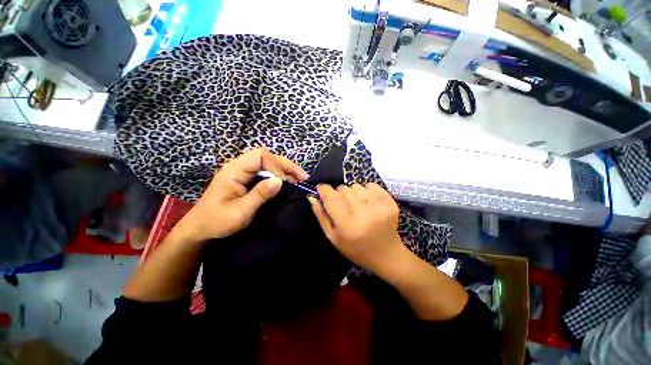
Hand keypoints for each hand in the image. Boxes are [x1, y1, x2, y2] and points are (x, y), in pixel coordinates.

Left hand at [178, 148, 307, 242]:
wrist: (200, 228)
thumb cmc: (217, 221)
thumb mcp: (240, 211)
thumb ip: (260, 195)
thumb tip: (280, 181)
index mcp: (235, 170)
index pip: (261, 155)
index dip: (277, 165)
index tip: (286, 182)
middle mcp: (239, 166)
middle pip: (267, 157)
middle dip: (286, 166)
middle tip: (303, 177)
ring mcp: (243, 172)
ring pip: (269, 164)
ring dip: (285, 171)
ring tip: (299, 180)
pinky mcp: (246, 179)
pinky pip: (266, 172)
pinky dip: (279, 177)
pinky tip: (288, 183)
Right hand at [308, 183, 404, 273]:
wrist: (386, 254)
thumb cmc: (355, 248)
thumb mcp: (333, 237)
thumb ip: (321, 215)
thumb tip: (312, 196)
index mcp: (348, 224)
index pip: (331, 197)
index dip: (323, 189)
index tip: (321, 189)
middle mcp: (364, 213)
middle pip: (343, 189)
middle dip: (338, 194)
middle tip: (343, 205)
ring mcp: (379, 206)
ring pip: (356, 186)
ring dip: (352, 193)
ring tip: (357, 205)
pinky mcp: (390, 201)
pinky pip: (371, 185)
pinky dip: (366, 190)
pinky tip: (368, 203)